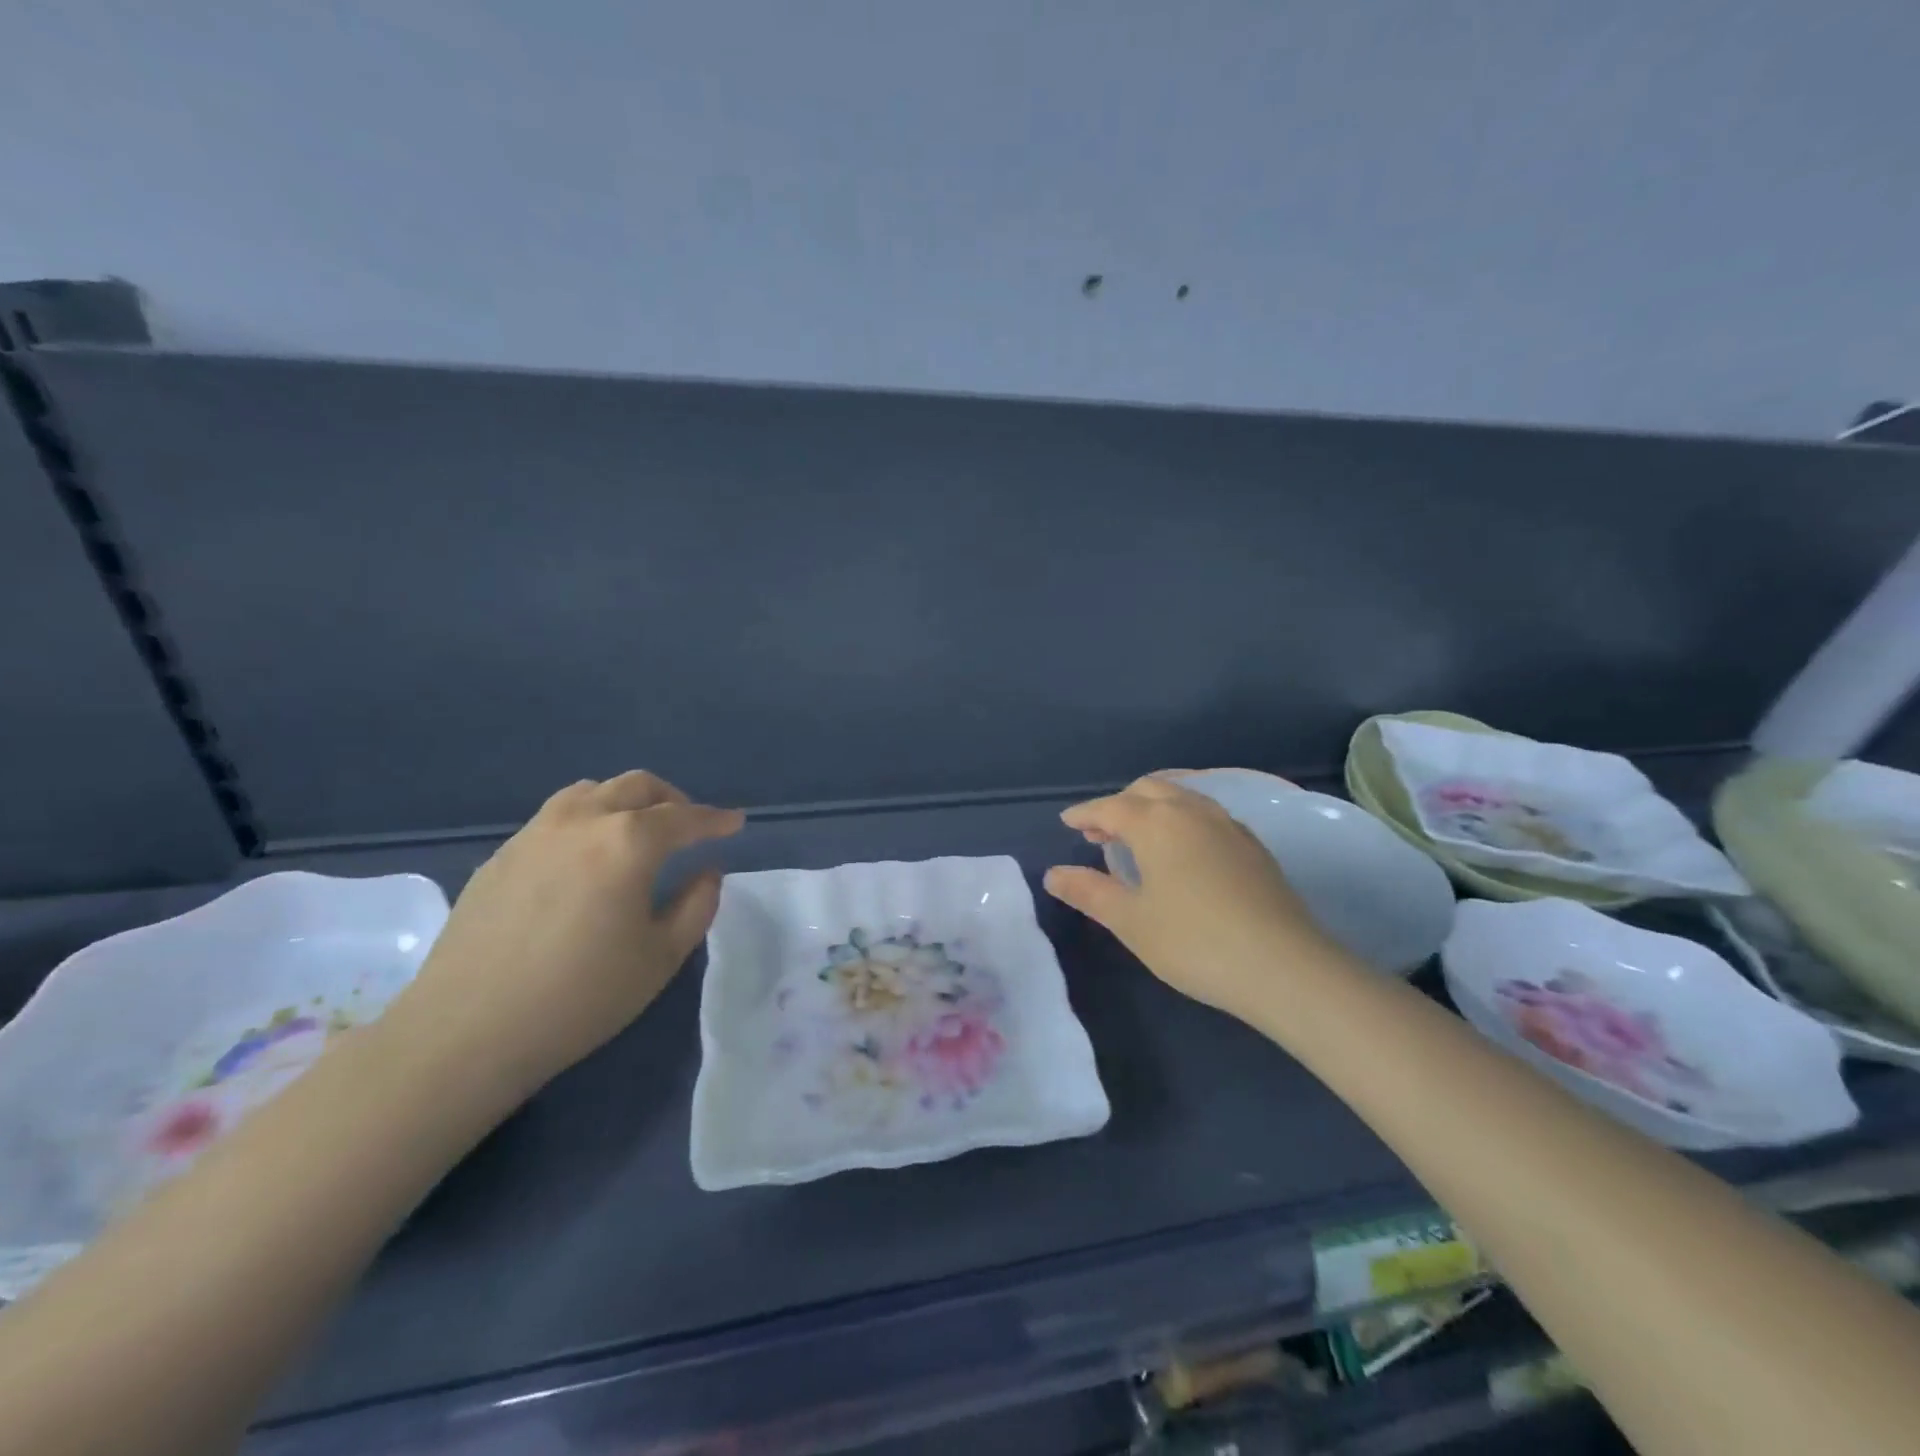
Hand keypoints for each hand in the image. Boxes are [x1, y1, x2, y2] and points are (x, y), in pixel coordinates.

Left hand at [389, 771, 744, 1098]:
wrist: (466, 1032)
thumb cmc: (580, 997)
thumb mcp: (661, 956)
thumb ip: (698, 904)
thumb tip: (707, 871)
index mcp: (628, 842)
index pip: (685, 818)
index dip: (716, 819)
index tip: (736, 822)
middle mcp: (582, 821)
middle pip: (637, 786)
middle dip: (673, 800)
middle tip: (690, 826)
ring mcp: (534, 833)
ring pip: (591, 792)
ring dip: (626, 801)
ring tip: (638, 832)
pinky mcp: (501, 855)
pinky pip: (556, 817)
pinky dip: (587, 820)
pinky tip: (586, 859)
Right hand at [1043, 776, 1342, 1022]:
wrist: (1284, 966)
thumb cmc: (1193, 941)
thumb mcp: (1130, 921)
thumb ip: (1089, 892)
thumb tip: (1053, 874)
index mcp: (1156, 823)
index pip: (1110, 807)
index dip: (1085, 814)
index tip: (1066, 822)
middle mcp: (1192, 811)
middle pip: (1148, 791)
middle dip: (1118, 806)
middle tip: (1099, 833)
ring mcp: (1228, 825)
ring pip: (1181, 798)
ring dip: (1152, 809)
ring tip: (1138, 839)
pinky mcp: (1253, 846)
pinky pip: (1206, 815)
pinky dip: (1181, 819)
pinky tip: (1182, 851)